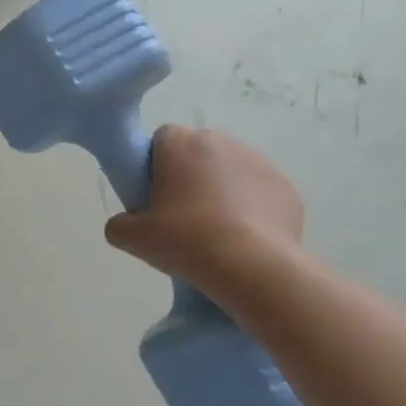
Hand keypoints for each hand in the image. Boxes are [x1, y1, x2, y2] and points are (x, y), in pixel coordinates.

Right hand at [103, 125, 302, 282]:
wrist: (252, 267)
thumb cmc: (186, 241)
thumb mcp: (132, 239)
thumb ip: (119, 224)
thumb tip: (126, 224)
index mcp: (181, 144)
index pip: (161, 138)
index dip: (155, 164)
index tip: (154, 195)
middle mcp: (221, 141)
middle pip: (198, 152)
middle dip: (190, 175)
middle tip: (181, 215)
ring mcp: (259, 162)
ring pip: (230, 170)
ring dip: (221, 189)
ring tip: (215, 230)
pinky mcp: (286, 187)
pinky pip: (259, 191)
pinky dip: (250, 208)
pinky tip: (243, 238)